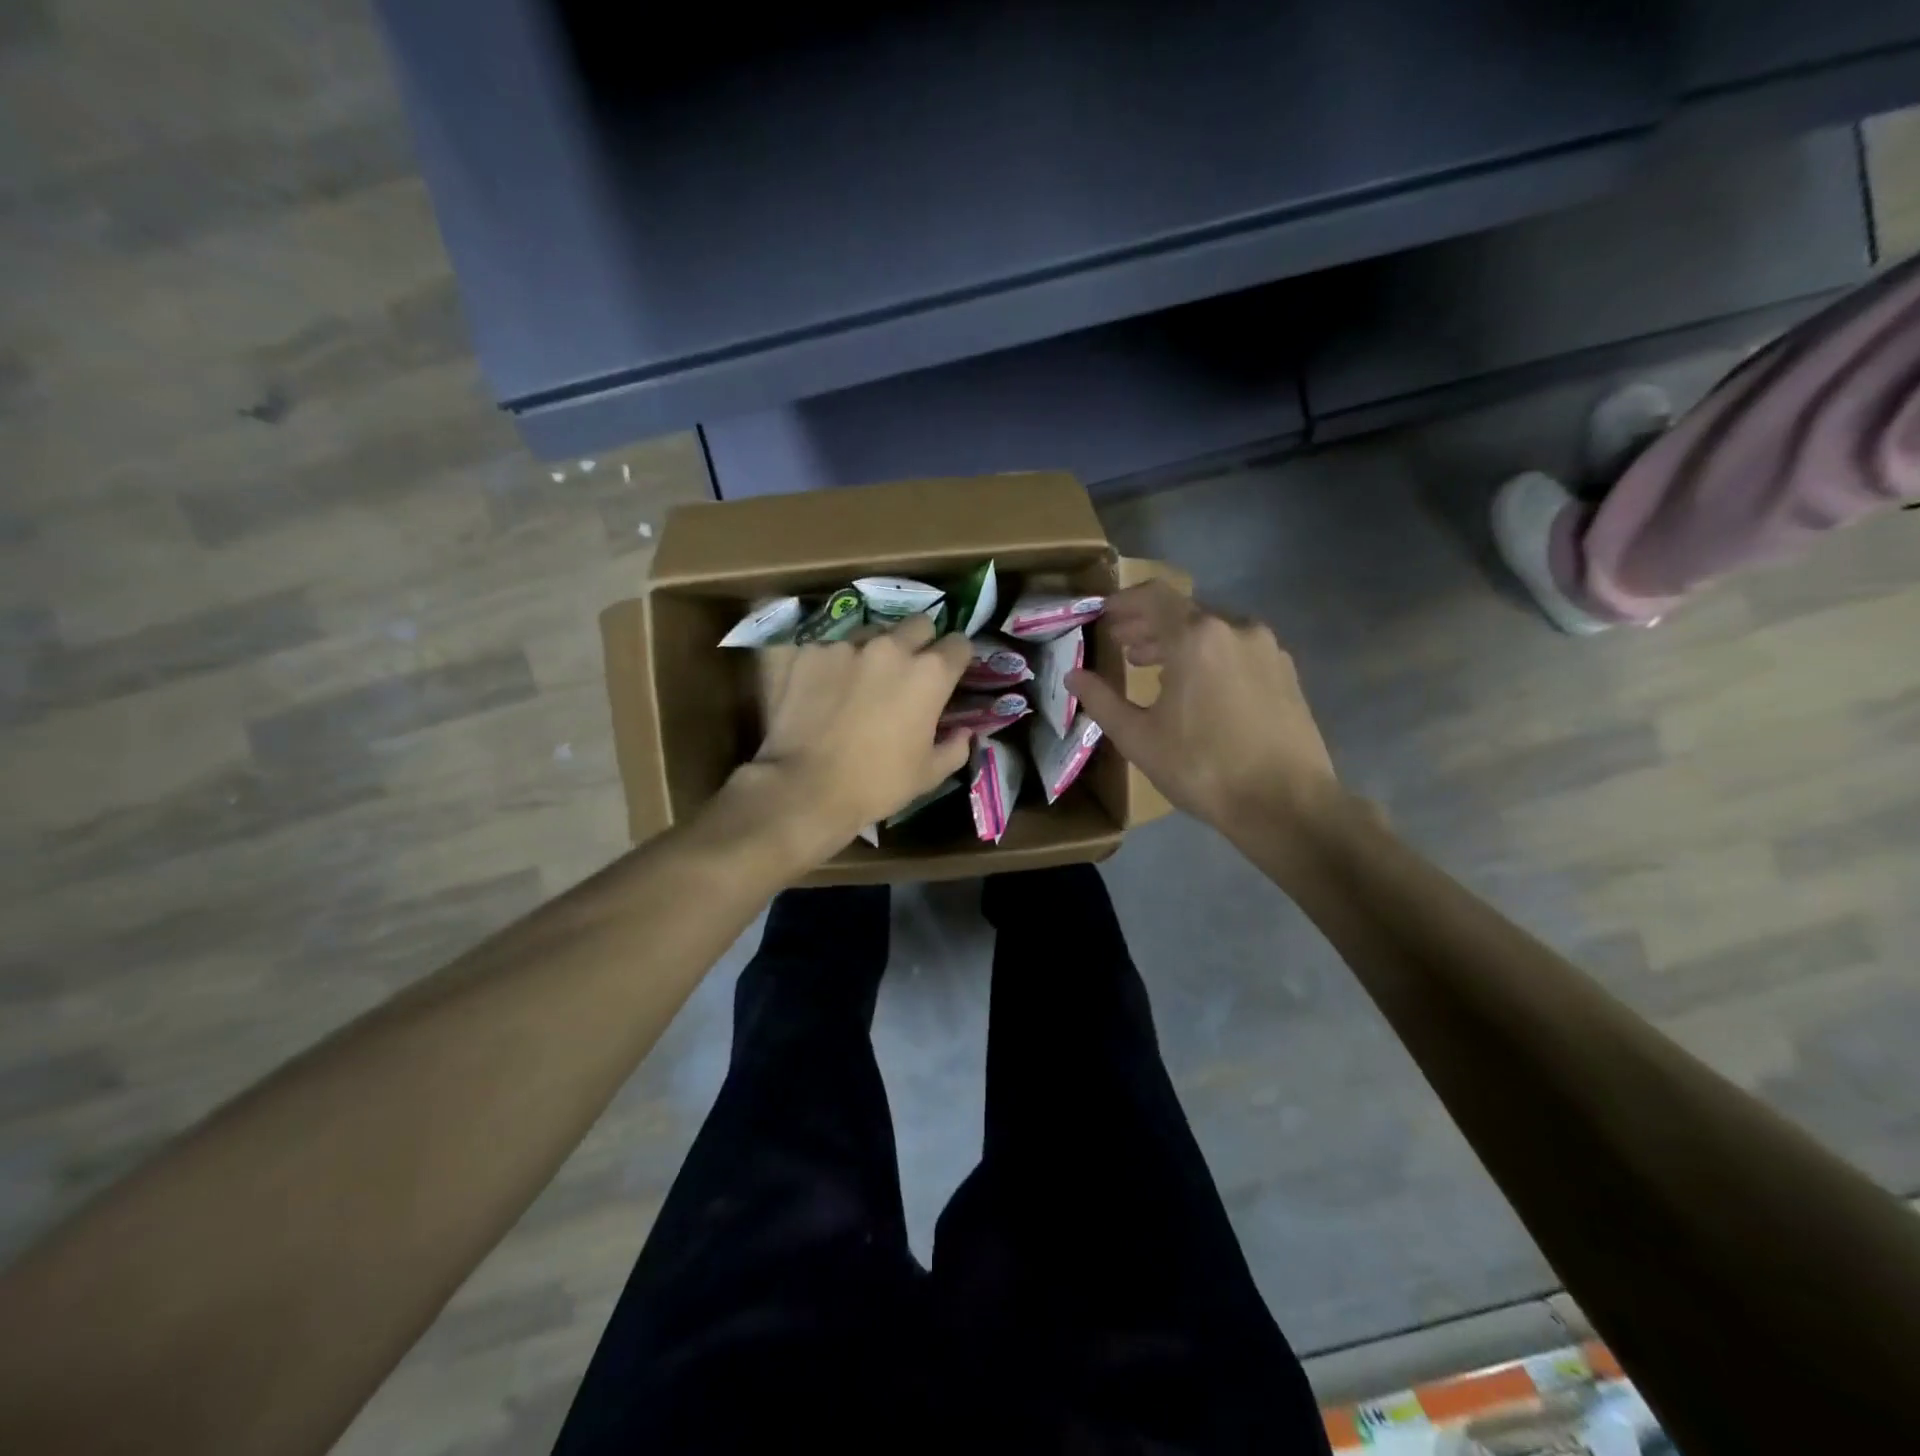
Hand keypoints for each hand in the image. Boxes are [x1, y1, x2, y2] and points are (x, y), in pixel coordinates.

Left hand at [733, 613, 972, 862]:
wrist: (805, 788)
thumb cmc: (877, 784)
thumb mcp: (928, 774)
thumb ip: (955, 747)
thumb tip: (964, 733)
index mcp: (929, 674)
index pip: (959, 644)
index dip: (957, 659)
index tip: (950, 674)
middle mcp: (890, 647)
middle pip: (918, 624)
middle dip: (919, 642)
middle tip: (907, 672)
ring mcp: (844, 645)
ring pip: (869, 632)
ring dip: (872, 650)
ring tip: (858, 680)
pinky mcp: (806, 652)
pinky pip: (826, 648)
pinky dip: (829, 664)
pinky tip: (819, 690)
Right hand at [1067, 582, 1340, 842]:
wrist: (1286, 804)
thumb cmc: (1202, 768)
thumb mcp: (1138, 738)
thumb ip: (1102, 700)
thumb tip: (1074, 676)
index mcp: (1196, 637)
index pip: (1153, 596)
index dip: (1123, 601)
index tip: (1103, 615)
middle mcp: (1236, 629)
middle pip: (1184, 611)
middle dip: (1148, 624)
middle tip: (1122, 645)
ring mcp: (1267, 649)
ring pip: (1213, 631)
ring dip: (1179, 642)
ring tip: (1154, 668)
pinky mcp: (1286, 672)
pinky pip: (1237, 650)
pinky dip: (1209, 656)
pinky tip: (1198, 688)